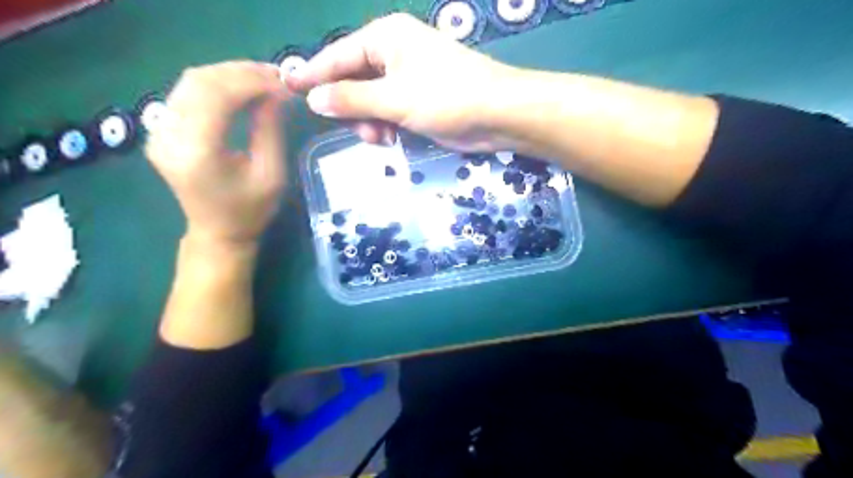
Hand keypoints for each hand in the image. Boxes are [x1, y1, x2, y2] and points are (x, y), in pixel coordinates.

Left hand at [146, 59, 290, 243]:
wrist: (218, 233)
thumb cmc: (250, 211)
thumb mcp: (271, 174)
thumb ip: (269, 130)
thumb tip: (275, 93)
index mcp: (197, 153)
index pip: (217, 96)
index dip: (251, 82)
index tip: (282, 82)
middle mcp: (168, 136)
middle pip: (199, 81)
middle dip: (240, 72)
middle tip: (275, 75)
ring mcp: (159, 132)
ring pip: (190, 82)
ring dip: (229, 75)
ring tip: (262, 79)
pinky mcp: (161, 131)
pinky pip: (186, 93)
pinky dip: (216, 85)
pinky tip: (240, 89)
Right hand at [285, 14, 519, 150]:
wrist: (498, 115)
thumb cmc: (448, 98)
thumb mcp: (395, 99)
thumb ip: (352, 99)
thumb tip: (313, 98)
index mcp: (385, 38)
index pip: (337, 55)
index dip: (312, 74)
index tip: (286, 89)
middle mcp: (393, 52)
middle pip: (352, 80)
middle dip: (352, 109)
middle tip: (361, 131)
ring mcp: (407, 77)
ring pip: (369, 101)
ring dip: (369, 122)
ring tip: (382, 139)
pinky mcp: (418, 100)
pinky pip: (387, 112)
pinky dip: (385, 126)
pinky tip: (392, 139)